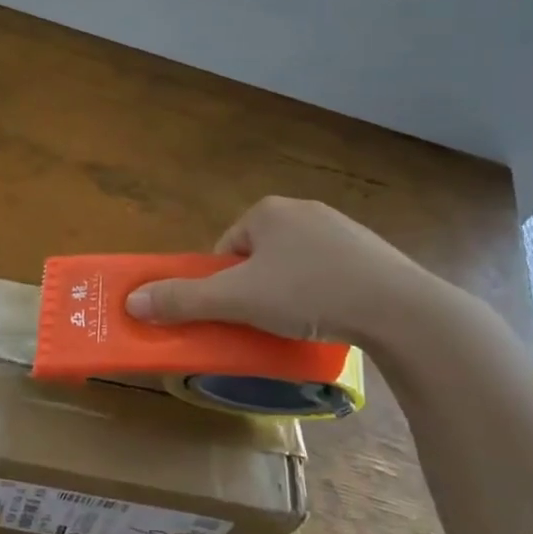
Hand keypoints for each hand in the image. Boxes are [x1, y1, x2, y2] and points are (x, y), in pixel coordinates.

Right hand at [124, 196, 452, 353]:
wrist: (400, 308)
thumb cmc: (309, 293)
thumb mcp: (237, 300)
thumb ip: (184, 299)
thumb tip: (132, 300)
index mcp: (267, 211)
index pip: (227, 247)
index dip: (223, 283)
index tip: (236, 313)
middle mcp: (303, 210)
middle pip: (258, 256)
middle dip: (256, 288)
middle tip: (264, 321)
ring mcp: (341, 229)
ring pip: (295, 265)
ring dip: (289, 292)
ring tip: (300, 324)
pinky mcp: (371, 252)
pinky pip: (330, 272)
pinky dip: (323, 294)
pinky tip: (333, 317)